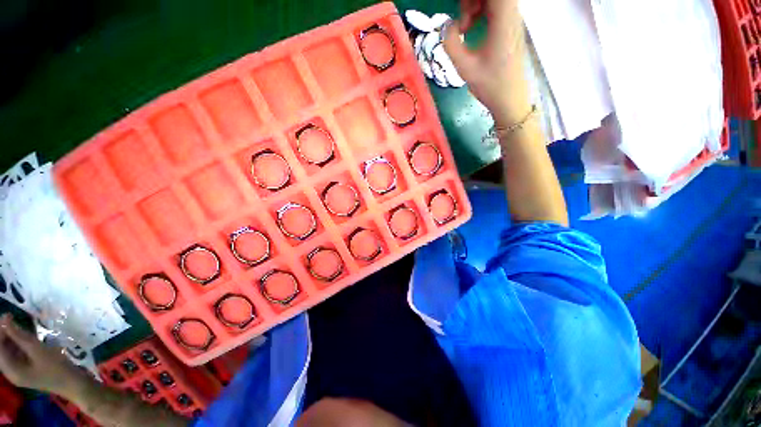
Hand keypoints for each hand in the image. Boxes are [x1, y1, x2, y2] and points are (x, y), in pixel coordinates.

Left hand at [0, 314, 85, 395]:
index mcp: (11, 370)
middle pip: (2, 350)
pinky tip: (27, 338)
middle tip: (13, 319)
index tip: (7, 316)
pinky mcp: (26, 369)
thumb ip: (20, 336)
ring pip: (8, 351)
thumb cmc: (56, 367)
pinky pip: (16, 354)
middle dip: (5, 334)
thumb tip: (4, 318)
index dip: (0, 332)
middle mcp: (10, 371)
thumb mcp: (38, 350)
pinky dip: (19, 343)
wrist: (73, 383)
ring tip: (21, 326)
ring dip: (12, 338)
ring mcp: (19, 371)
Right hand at [443, 0, 531, 124]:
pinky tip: (469, 29)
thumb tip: (447, 25)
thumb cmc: (489, 85)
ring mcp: (511, 19)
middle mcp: (511, 14)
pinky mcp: (508, 26)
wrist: (509, 99)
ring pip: (492, 0)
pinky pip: (493, 7)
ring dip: (474, 5)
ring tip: (464, 28)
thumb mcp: (465, 68)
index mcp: (502, 20)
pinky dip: (479, 11)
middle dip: (470, 1)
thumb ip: (451, 43)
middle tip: (461, 22)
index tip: (460, 12)